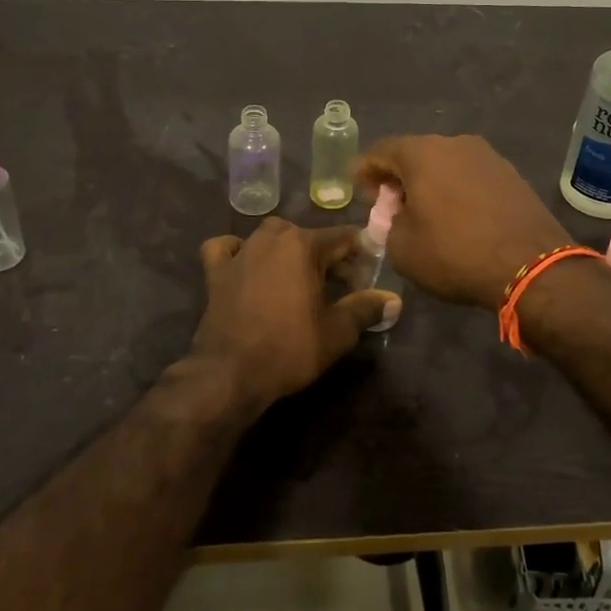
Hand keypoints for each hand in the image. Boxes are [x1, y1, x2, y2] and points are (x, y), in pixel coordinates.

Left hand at [190, 218, 397, 410]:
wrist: (229, 374)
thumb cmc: (289, 349)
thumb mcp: (337, 332)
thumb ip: (366, 309)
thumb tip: (394, 300)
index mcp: (303, 245)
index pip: (344, 237)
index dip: (361, 255)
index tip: (369, 276)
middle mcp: (271, 237)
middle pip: (308, 237)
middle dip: (328, 257)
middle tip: (340, 287)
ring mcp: (240, 251)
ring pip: (271, 238)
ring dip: (288, 252)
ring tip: (299, 280)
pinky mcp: (216, 270)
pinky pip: (227, 248)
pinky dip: (238, 251)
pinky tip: (246, 265)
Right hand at [355, 134, 569, 307]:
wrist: (531, 265)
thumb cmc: (455, 253)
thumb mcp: (402, 248)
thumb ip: (388, 225)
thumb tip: (397, 217)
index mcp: (421, 153)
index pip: (381, 151)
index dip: (365, 170)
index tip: (359, 190)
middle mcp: (454, 143)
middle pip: (414, 154)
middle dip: (398, 178)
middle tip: (390, 206)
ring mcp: (487, 156)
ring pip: (445, 164)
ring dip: (429, 183)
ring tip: (425, 213)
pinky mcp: (511, 174)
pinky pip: (470, 176)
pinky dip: (456, 190)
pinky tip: (457, 216)